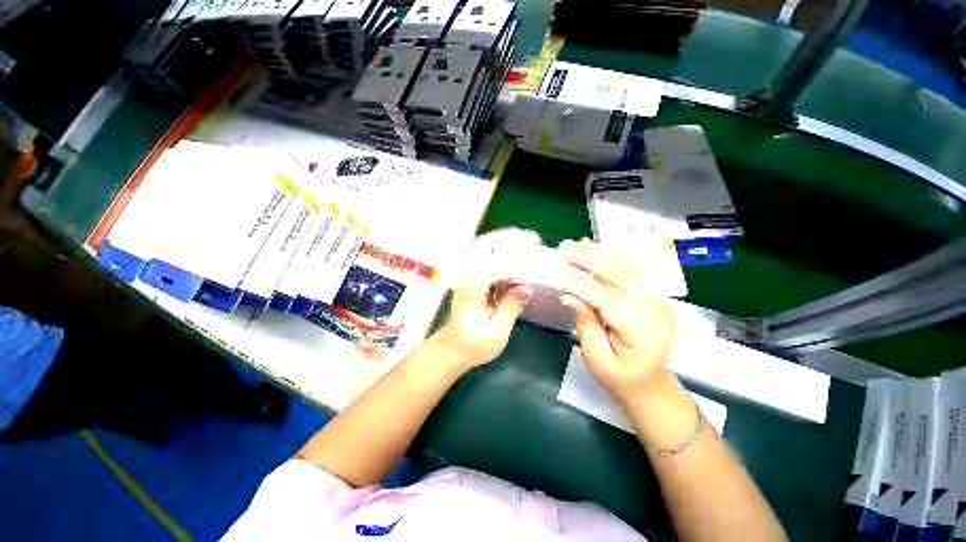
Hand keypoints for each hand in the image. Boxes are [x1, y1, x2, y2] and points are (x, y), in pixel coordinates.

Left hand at [432, 229, 540, 368]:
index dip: (516, 261)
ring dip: (507, 240)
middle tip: (534, 239)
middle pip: (486, 247)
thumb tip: (527, 288)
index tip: (536, 256)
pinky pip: (488, 257)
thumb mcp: (494, 334)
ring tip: (530, 238)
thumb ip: (510, 309)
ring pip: (486, 248)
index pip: (494, 267)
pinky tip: (519, 250)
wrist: (452, 346)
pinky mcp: (474, 278)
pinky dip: (504, 250)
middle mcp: (467, 276)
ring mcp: (468, 275)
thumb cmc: (472, 345)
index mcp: (471, 289)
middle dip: (510, 239)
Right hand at [559, 239, 674, 403]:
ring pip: (627, 267)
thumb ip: (585, 324)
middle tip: (565, 251)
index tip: (558, 276)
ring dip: (600, 254)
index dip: (581, 285)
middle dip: (590, 261)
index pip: (608, 299)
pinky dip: (613, 256)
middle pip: (620, 275)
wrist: (649, 382)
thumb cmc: (619, 376)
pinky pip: (633, 269)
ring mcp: (658, 299)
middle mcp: (655, 309)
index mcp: (642, 331)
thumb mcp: (596, 358)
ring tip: (577, 245)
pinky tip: (596, 249)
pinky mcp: (654, 294)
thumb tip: (568, 295)